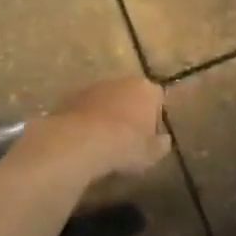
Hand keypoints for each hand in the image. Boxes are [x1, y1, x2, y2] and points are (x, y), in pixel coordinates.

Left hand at [15, 77, 169, 183]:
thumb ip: (161, 144)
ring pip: (107, 100)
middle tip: (129, 138)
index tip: (151, 135)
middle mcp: (121, 81)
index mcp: (146, 89)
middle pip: (131, 94)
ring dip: (108, 114)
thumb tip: (163, 140)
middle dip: (131, 112)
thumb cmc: (125, 145)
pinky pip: (87, 109)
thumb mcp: (152, 153)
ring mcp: (94, 87)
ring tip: (105, 142)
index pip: (158, 97)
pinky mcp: (72, 98)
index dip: (156, 116)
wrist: (81, 142)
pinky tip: (86, 141)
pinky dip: (88, 120)